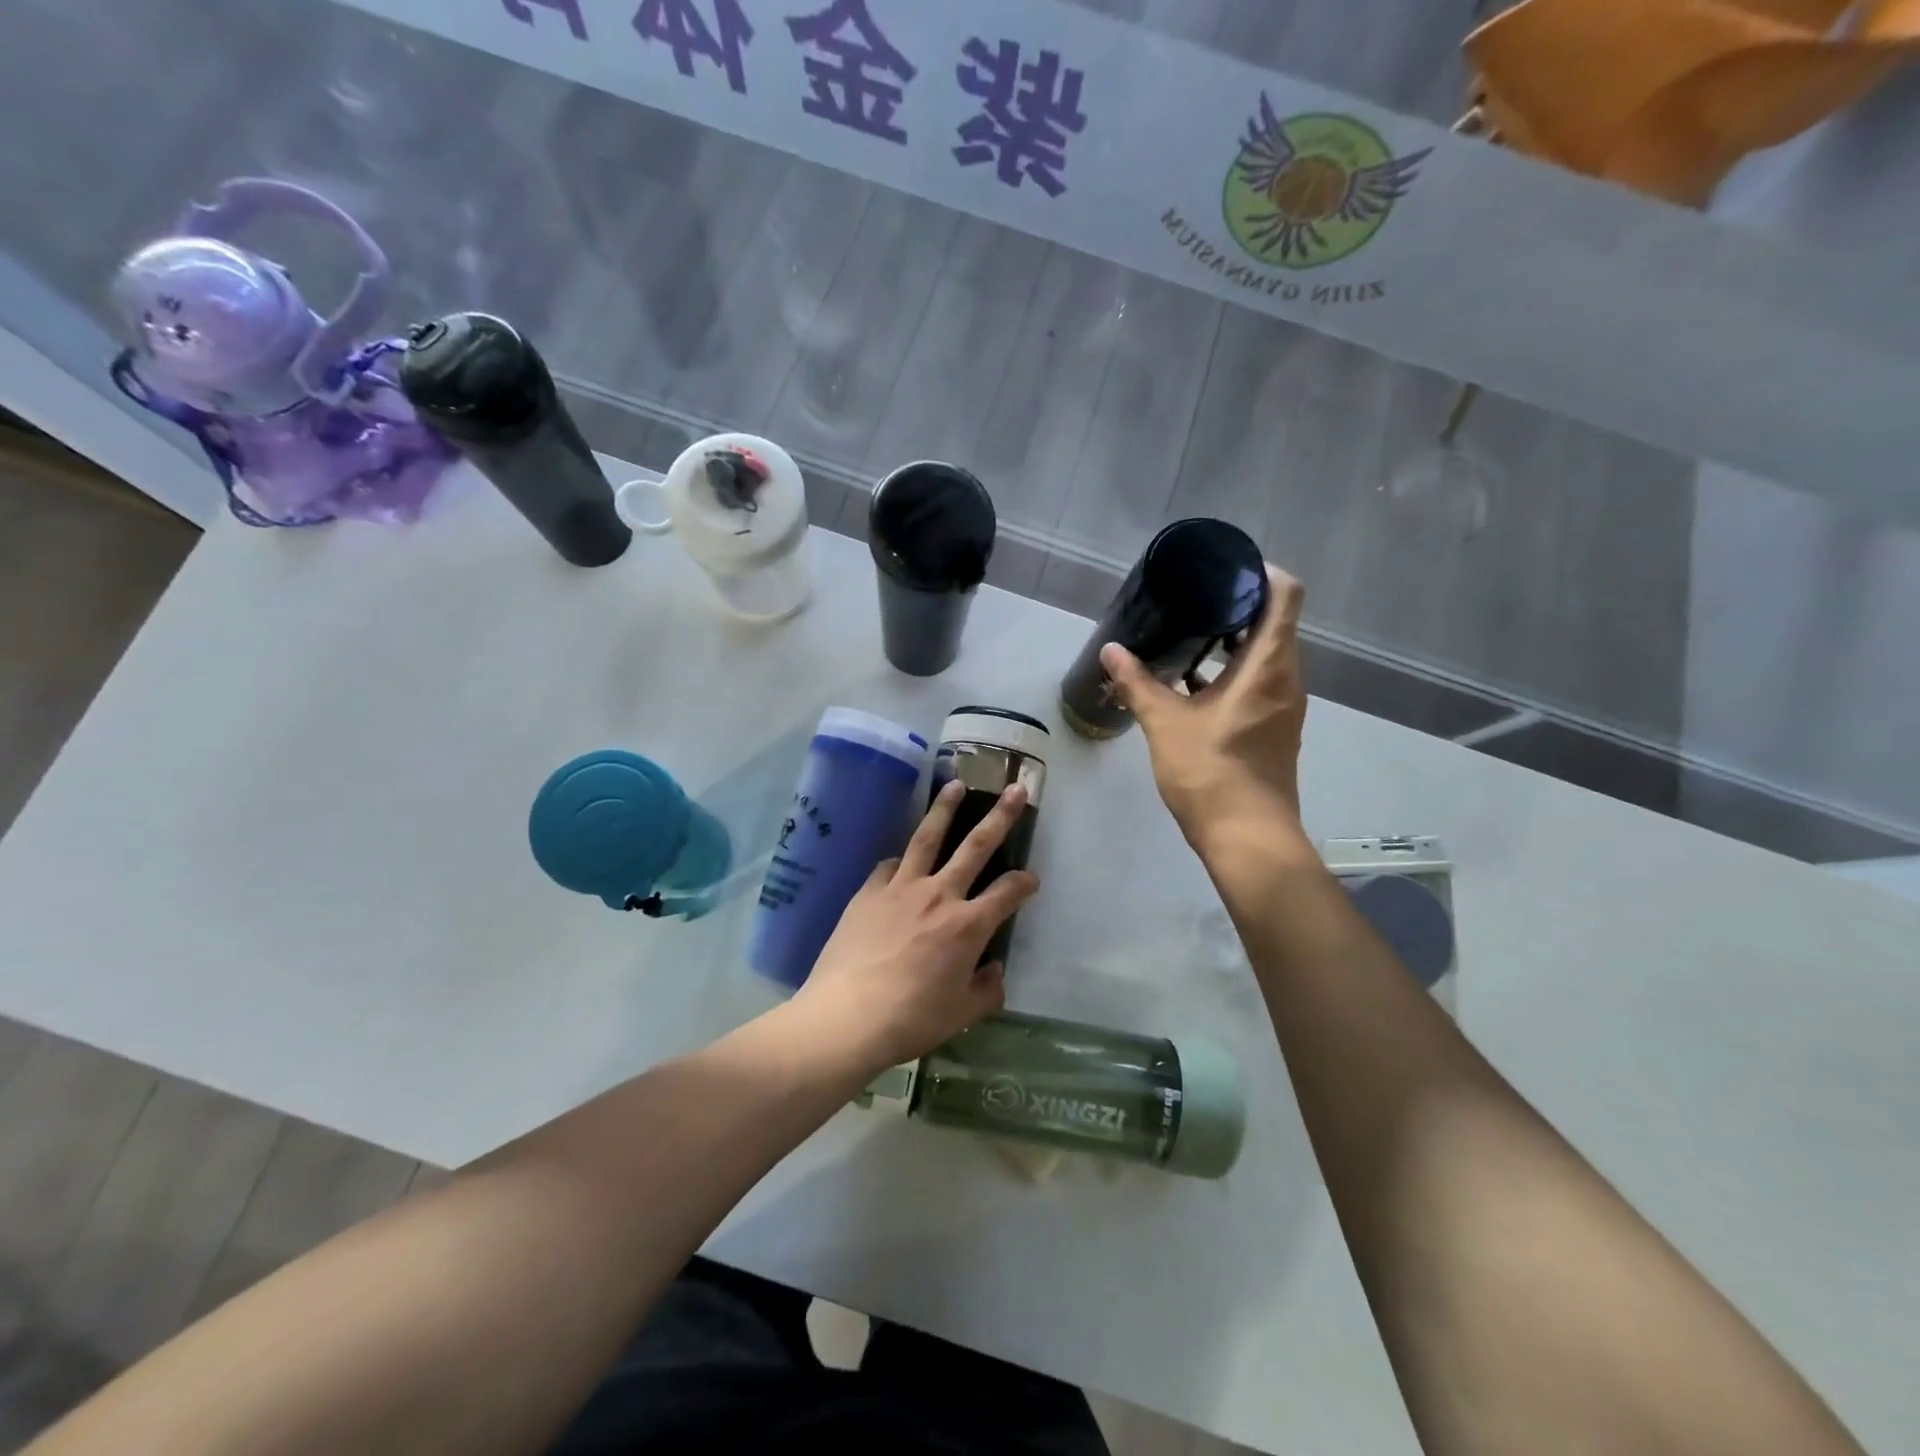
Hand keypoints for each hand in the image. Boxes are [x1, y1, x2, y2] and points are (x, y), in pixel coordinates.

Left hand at [793, 779, 1038, 1073]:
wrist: (847, 1016)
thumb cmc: (911, 1019)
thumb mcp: (961, 1015)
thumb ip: (987, 990)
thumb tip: (995, 970)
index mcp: (968, 925)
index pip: (1008, 892)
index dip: (1024, 882)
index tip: (1031, 879)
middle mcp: (940, 895)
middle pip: (976, 846)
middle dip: (1001, 816)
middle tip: (1016, 789)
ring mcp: (901, 888)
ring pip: (928, 838)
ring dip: (945, 809)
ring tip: (956, 785)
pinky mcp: (869, 891)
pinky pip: (889, 866)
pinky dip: (900, 860)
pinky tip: (901, 859)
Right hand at [1100, 565, 1309, 849]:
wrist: (1246, 837)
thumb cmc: (1210, 773)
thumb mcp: (1165, 724)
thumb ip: (1138, 683)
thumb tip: (1111, 650)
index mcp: (1268, 667)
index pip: (1284, 597)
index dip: (1260, 574)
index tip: (1224, 569)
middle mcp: (1285, 680)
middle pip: (1273, 625)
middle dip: (1235, 607)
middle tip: (1192, 599)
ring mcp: (1282, 707)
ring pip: (1263, 657)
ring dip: (1230, 643)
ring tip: (1186, 635)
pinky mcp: (1272, 729)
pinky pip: (1257, 684)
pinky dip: (1230, 674)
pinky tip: (1191, 684)